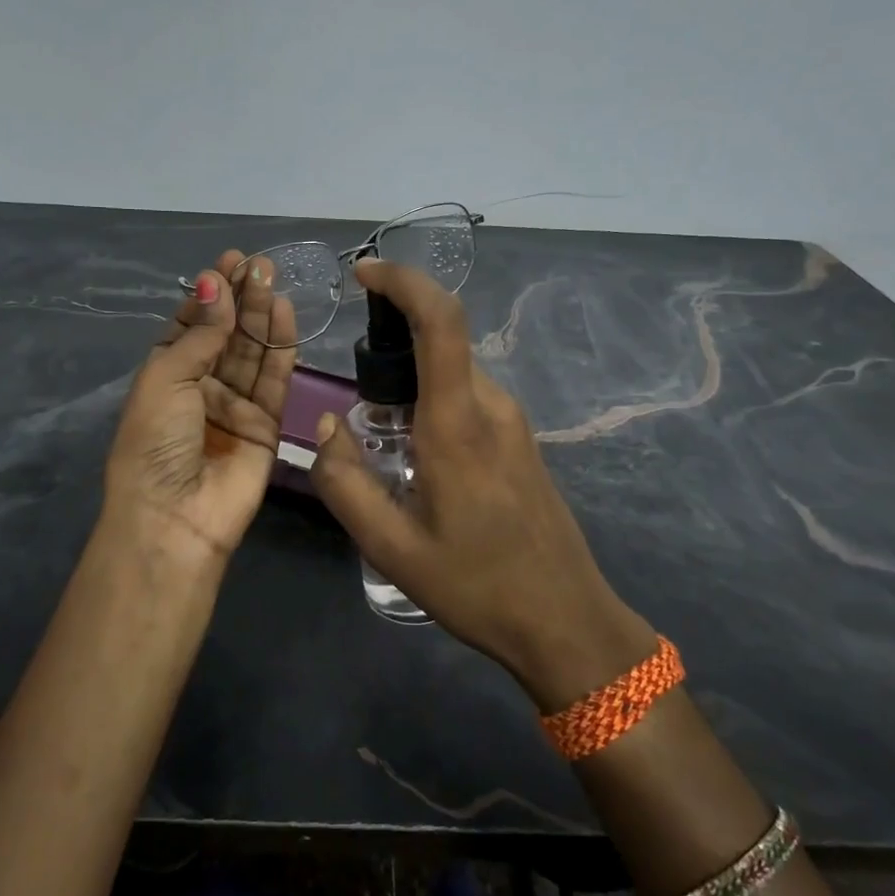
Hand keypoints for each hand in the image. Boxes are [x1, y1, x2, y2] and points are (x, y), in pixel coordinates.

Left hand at [101, 251, 296, 568]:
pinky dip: (282, 348)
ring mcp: (235, 405)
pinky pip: (275, 380)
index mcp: (166, 374)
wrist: (175, 518)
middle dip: (241, 298)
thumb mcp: (165, 378)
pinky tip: (286, 315)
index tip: (229, 262)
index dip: (210, 294)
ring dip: (262, 316)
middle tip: (259, 264)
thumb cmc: (155, 443)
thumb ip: (200, 333)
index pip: (192, 324)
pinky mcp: (266, 424)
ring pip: (252, 352)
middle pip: (226, 334)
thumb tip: (215, 284)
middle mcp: (201, 386)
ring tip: (273, 279)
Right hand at [309, 259, 655, 708]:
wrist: (566, 622)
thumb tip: (328, 426)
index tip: (364, 273)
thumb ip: (345, 482)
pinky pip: (469, 397)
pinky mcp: (520, 441)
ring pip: (453, 372)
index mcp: (457, 423)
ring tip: (380, 435)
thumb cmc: (477, 587)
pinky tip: (414, 455)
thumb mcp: (391, 548)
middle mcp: (491, 407)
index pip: (441, 319)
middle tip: (355, 388)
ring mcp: (513, 423)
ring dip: (412, 377)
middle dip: (393, 337)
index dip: (403, 281)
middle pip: (443, 339)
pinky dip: (432, 399)